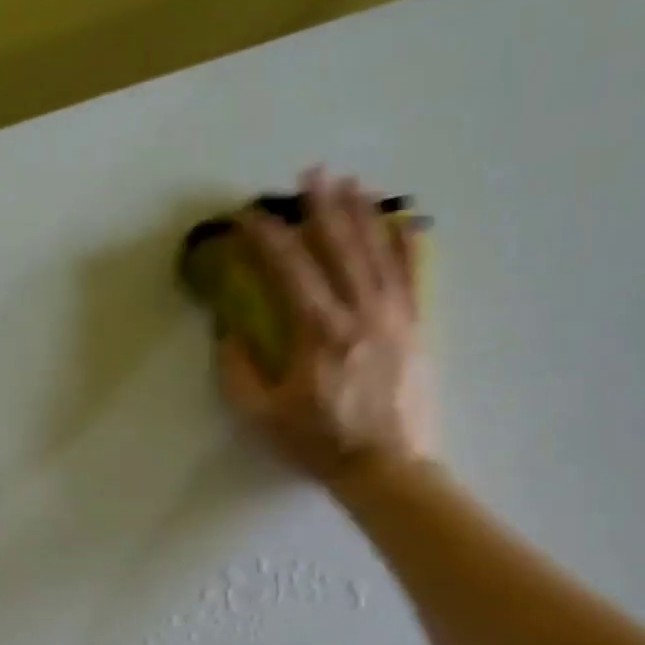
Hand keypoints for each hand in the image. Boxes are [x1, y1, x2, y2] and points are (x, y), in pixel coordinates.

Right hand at [218, 167, 435, 481]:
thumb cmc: (319, 444)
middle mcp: (359, 312)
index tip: (246, 217)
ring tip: (350, 183)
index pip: (288, 268)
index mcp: (317, 331)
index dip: (264, 237)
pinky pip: (413, 277)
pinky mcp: (416, 330)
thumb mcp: (262, 416)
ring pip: (378, 252)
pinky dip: (407, 246)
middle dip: (321, 206)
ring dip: (362, 214)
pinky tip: (404, 222)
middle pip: (339, 246)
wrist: (387, 470)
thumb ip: (239, 371)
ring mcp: (394, 317)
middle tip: (309, 174)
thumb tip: (228, 331)